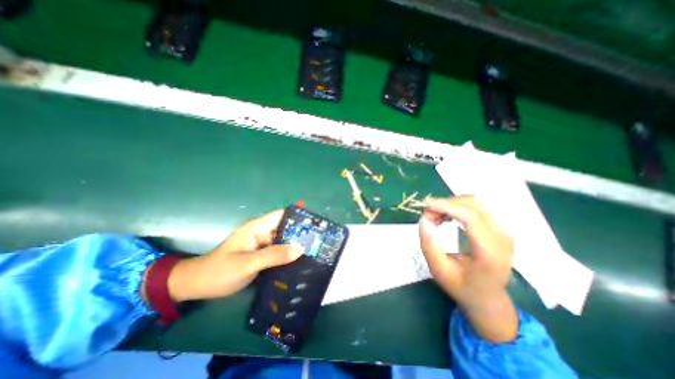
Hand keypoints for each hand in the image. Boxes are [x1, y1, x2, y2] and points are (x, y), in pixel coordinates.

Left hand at [167, 210, 303, 301]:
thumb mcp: (247, 264)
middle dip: (301, 233)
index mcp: (257, 227)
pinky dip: (288, 255)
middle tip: (318, 241)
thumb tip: (300, 249)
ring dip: (296, 245)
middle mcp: (262, 232)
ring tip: (314, 251)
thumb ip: (273, 255)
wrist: (197, 286)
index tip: (314, 225)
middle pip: (285, 228)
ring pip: (283, 240)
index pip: (281, 215)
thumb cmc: (219, 271)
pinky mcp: (261, 254)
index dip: (298, 217)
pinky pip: (279, 251)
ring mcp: (262, 244)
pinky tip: (299, 262)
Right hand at [420, 198, 517, 341]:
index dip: (446, 206)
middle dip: (446, 204)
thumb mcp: (440, 271)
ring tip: (435, 217)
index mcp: (490, 253)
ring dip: (451, 204)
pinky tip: (446, 216)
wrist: (489, 299)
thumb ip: (430, 246)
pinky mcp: (499, 228)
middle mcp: (502, 238)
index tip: (425, 204)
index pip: (470, 217)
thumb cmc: (462, 287)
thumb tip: (424, 220)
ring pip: (474, 202)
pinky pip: (476, 207)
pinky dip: (457, 207)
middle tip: (428, 215)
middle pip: (473, 205)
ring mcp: (503, 231)